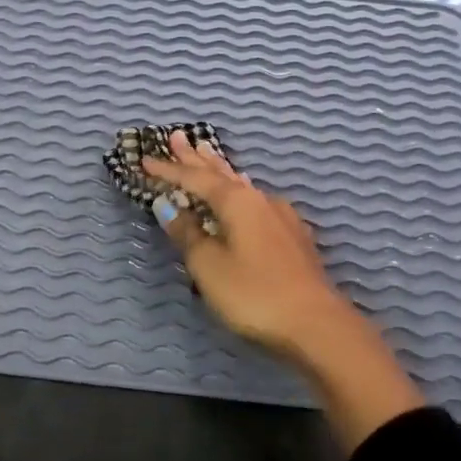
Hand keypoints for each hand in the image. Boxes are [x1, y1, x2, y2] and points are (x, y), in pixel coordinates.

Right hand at [141, 131, 347, 359]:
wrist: (316, 324)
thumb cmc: (253, 293)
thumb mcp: (209, 266)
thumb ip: (187, 234)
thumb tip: (167, 206)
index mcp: (236, 202)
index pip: (195, 179)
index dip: (169, 171)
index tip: (145, 160)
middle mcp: (259, 200)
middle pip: (221, 173)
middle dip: (197, 158)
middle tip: (178, 137)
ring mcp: (280, 217)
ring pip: (241, 185)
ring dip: (220, 170)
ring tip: (207, 154)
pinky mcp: (292, 236)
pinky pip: (256, 201)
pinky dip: (240, 191)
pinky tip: (245, 192)